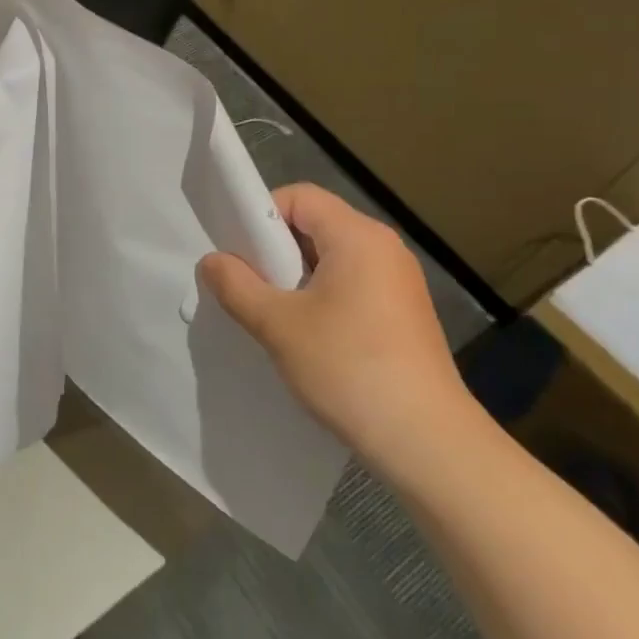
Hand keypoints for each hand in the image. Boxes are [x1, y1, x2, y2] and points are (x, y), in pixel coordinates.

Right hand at [198, 184, 474, 472]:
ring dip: (297, 278)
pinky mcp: (405, 312)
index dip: (261, 216)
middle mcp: (384, 247)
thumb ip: (236, 285)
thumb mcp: (277, 324)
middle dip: (276, 251)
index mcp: (357, 236)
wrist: (427, 442)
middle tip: (250, 288)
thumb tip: (211, 261)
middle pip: (315, 224)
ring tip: (276, 316)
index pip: (299, 197)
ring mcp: (399, 280)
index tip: (239, 255)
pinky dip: (323, 297)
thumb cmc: (348, 368)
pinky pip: (352, 284)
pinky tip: (310, 337)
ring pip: (332, 258)